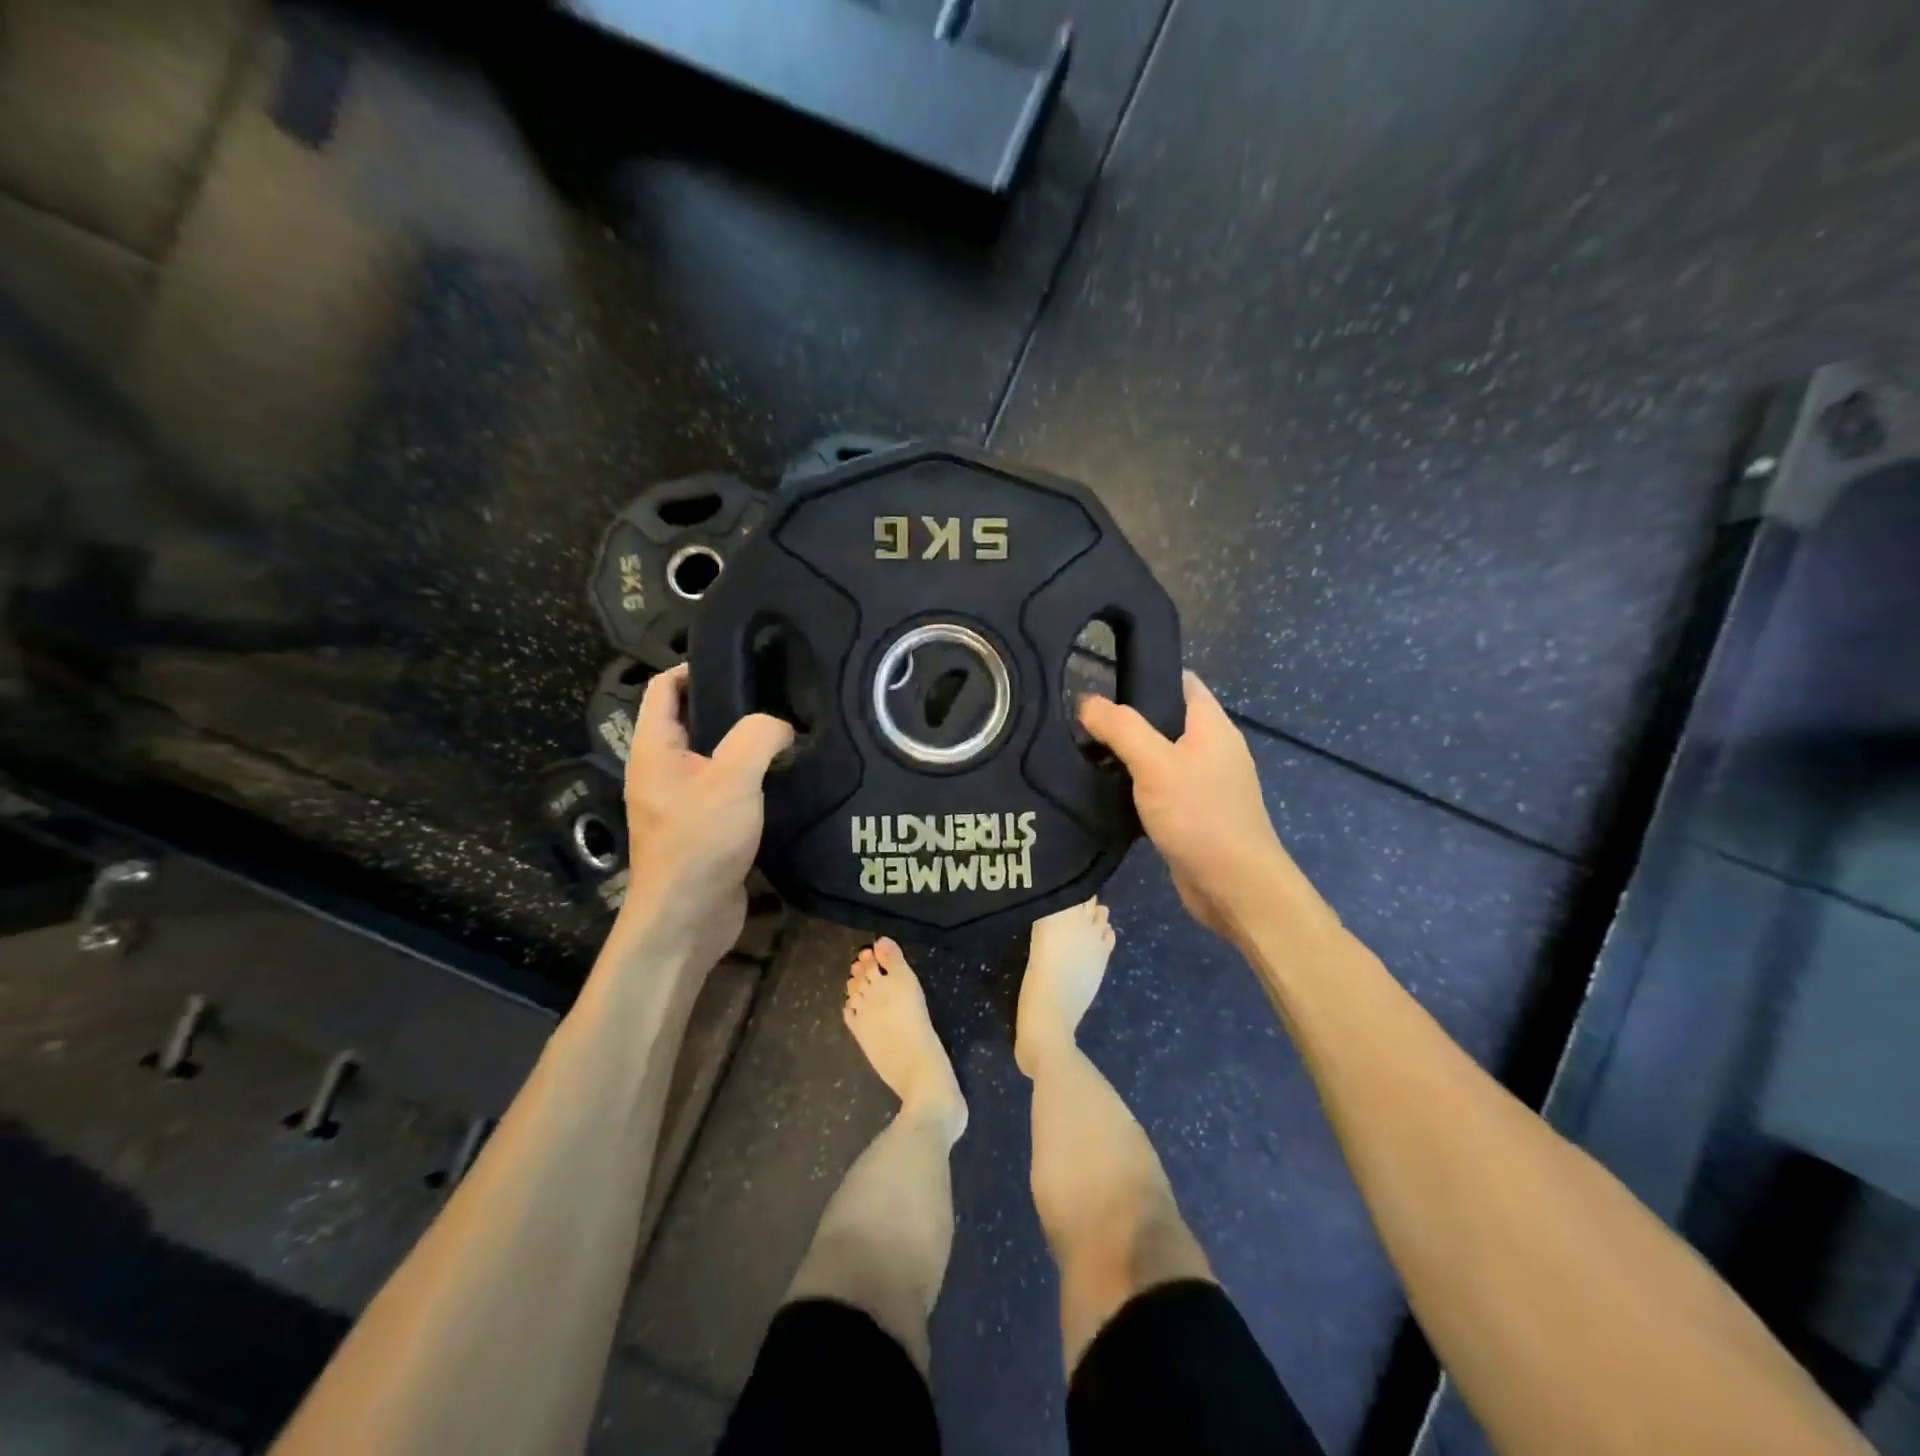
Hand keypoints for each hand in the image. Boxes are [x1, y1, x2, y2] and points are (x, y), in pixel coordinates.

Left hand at [616, 664, 793, 970]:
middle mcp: (662, 770)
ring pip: (713, 756)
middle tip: (777, 695)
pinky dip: (751, 778)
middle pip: (692, 720)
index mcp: (654, 749)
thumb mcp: (733, 778)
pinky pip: (726, 789)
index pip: (664, 688)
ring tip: (788, 731)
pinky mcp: (703, 827)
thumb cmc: (699, 841)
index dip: (694, 666)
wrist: (686, 919)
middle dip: (730, 704)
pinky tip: (785, 776)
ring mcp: (681, 801)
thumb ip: (759, 737)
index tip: (740, 661)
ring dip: (744, 744)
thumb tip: (783, 726)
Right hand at [1079, 672, 1294, 938]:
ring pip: (1161, 756)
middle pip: (1167, 719)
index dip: (1145, 674)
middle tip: (1082, 722)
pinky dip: (1137, 786)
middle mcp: (1212, 748)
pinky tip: (1107, 792)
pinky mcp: (1194, 813)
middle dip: (1127, 718)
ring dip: (1129, 755)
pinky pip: (1161, 787)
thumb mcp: (1155, 763)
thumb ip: (1121, 728)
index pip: (1181, 681)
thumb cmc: (1200, 815)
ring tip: (1086, 753)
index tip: (1102, 680)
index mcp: (1212, 725)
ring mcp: (1205, 783)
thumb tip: (1086, 701)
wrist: (1234, 886)